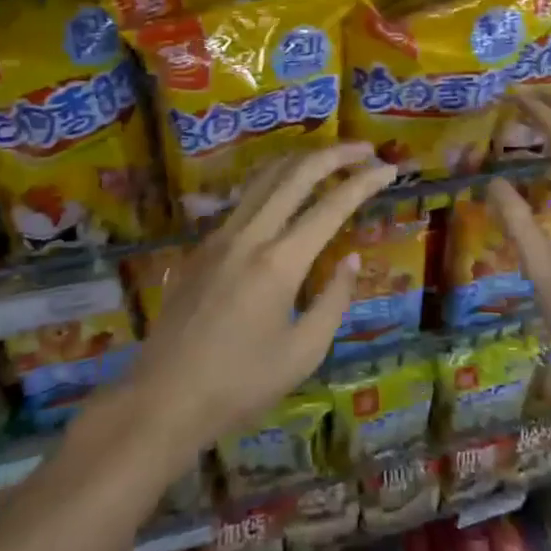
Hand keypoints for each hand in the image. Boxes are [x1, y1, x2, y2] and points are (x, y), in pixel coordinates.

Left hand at [125, 142, 395, 463]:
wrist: (162, 401)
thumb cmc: (239, 386)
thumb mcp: (303, 353)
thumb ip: (333, 300)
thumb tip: (352, 259)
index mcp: (279, 263)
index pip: (331, 207)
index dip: (364, 183)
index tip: (389, 170)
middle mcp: (249, 235)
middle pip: (296, 174)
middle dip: (335, 154)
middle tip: (365, 149)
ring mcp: (220, 236)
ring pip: (264, 178)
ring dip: (301, 161)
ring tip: (330, 158)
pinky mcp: (201, 246)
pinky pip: (244, 200)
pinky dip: (273, 183)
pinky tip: (285, 192)